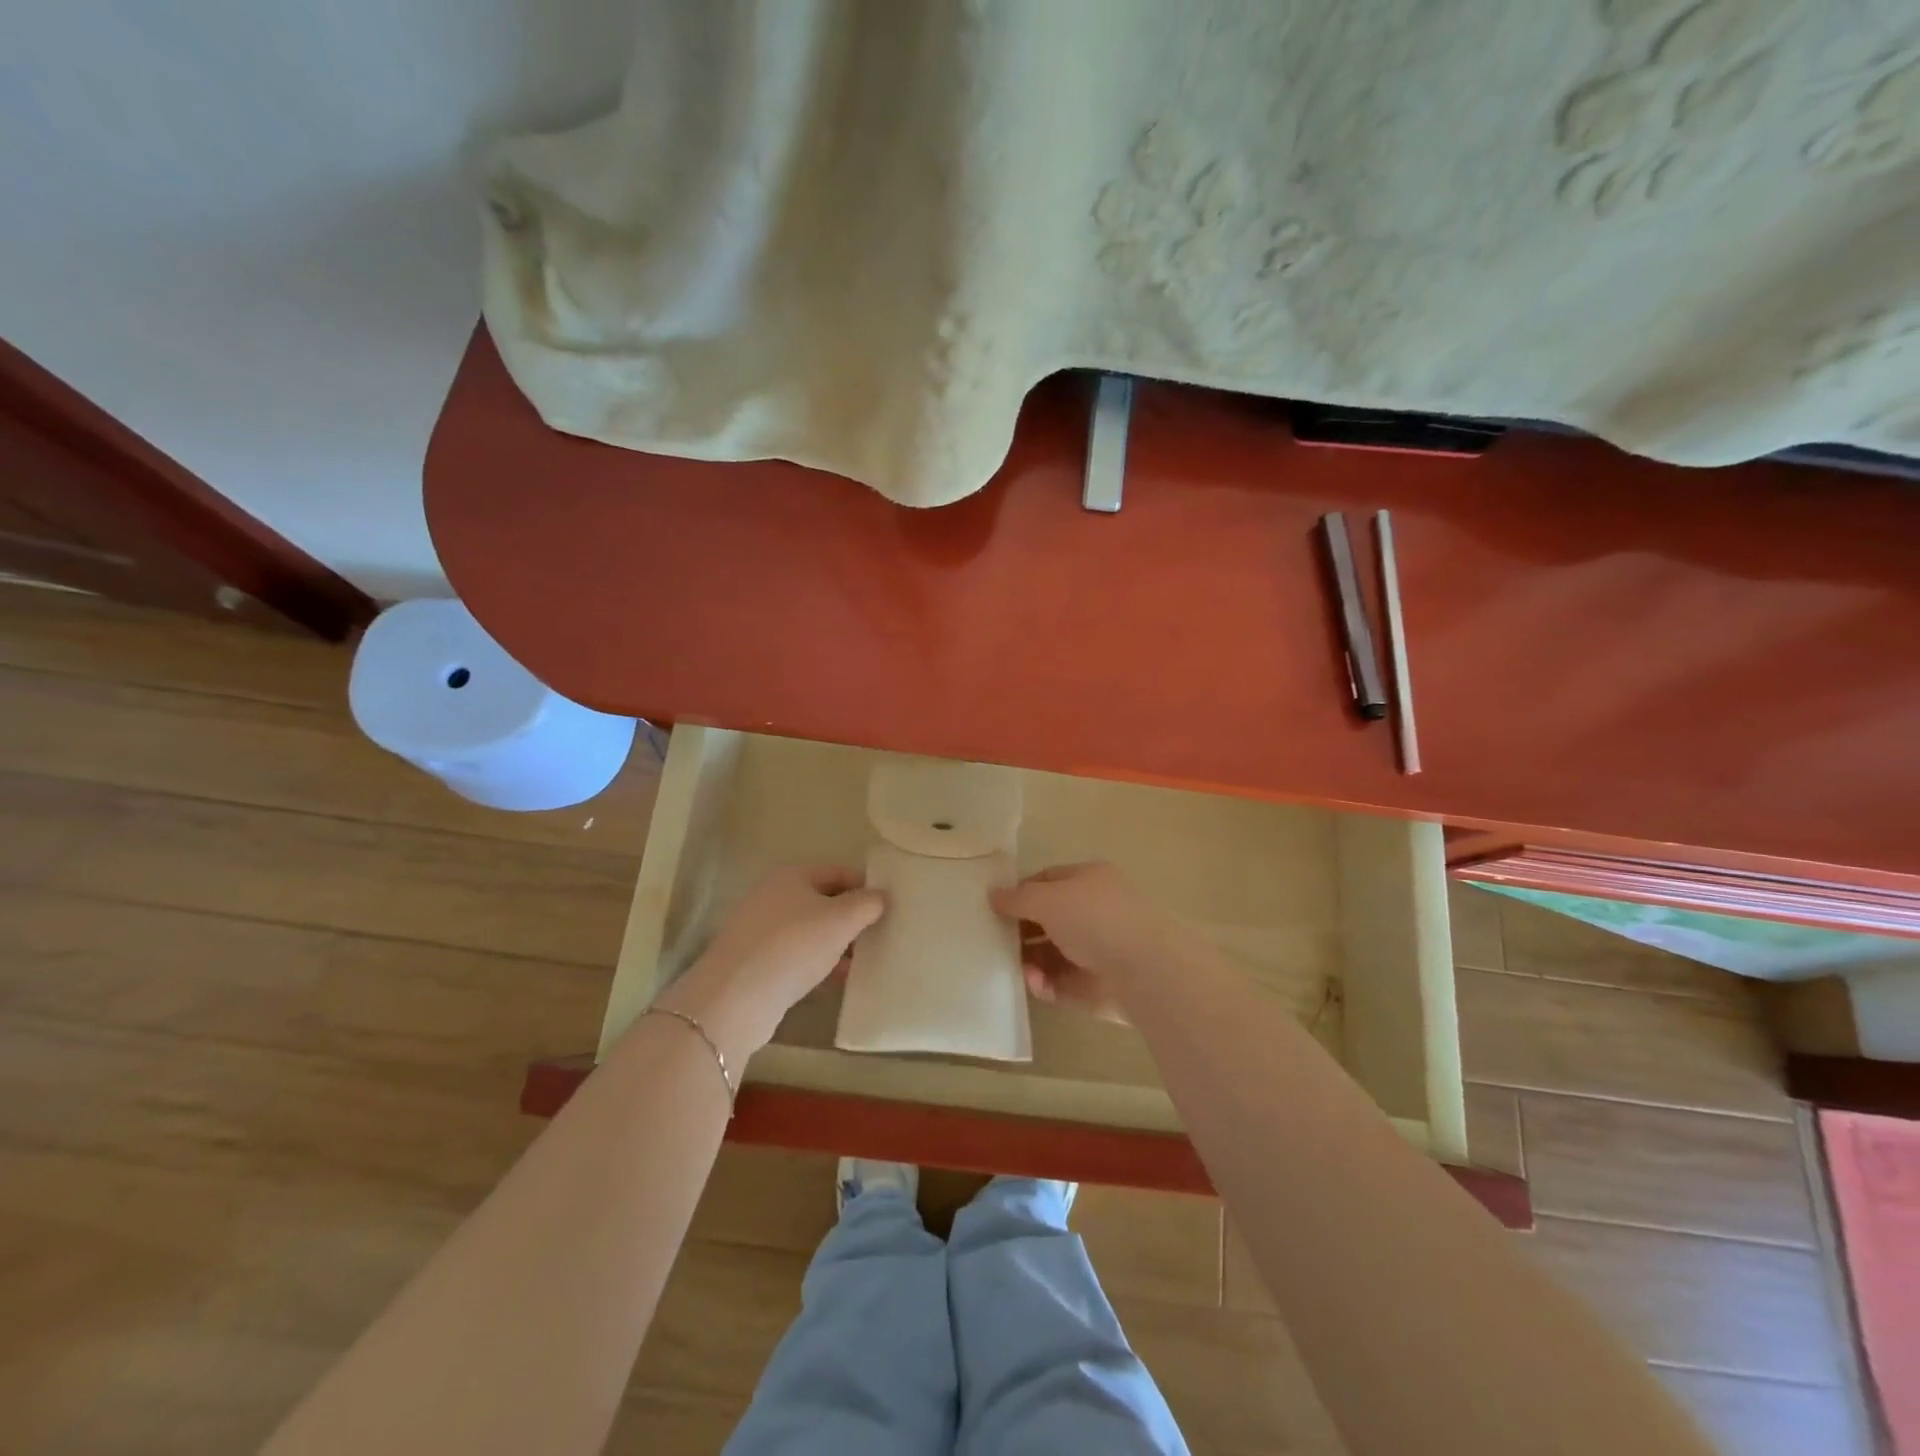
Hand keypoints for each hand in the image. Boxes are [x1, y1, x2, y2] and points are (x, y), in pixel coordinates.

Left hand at [658, 866, 885, 1059]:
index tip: (888, 906)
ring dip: (836, 942)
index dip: (865, 886)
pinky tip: (836, 979)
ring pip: (810, 929)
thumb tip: (881, 896)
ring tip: (863, 960)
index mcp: (791, 876)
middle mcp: (772, 896)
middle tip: (879, 933)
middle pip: (823, 900)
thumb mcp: (841, 920)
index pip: (838, 872)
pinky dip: (818, 962)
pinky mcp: (755, 961)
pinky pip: (796, 954)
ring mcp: (760, 929)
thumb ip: (867, 904)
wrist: (736, 996)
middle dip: (851, 917)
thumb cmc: (794, 945)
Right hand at [991, 862, 1175, 1023]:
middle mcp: (1094, 912)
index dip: (1020, 892)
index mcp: (1089, 880)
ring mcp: (1097, 949)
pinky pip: (1061, 982)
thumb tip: (992, 895)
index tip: (993, 908)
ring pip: (1051, 954)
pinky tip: (1036, 984)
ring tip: (1017, 969)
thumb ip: (1017, 898)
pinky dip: (1044, 984)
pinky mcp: (1096, 985)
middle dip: (1021, 931)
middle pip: (1047, 920)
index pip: (1047, 881)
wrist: (1144, 971)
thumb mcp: (1048, 899)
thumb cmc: (1094, 919)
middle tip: (994, 942)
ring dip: (1029, 961)